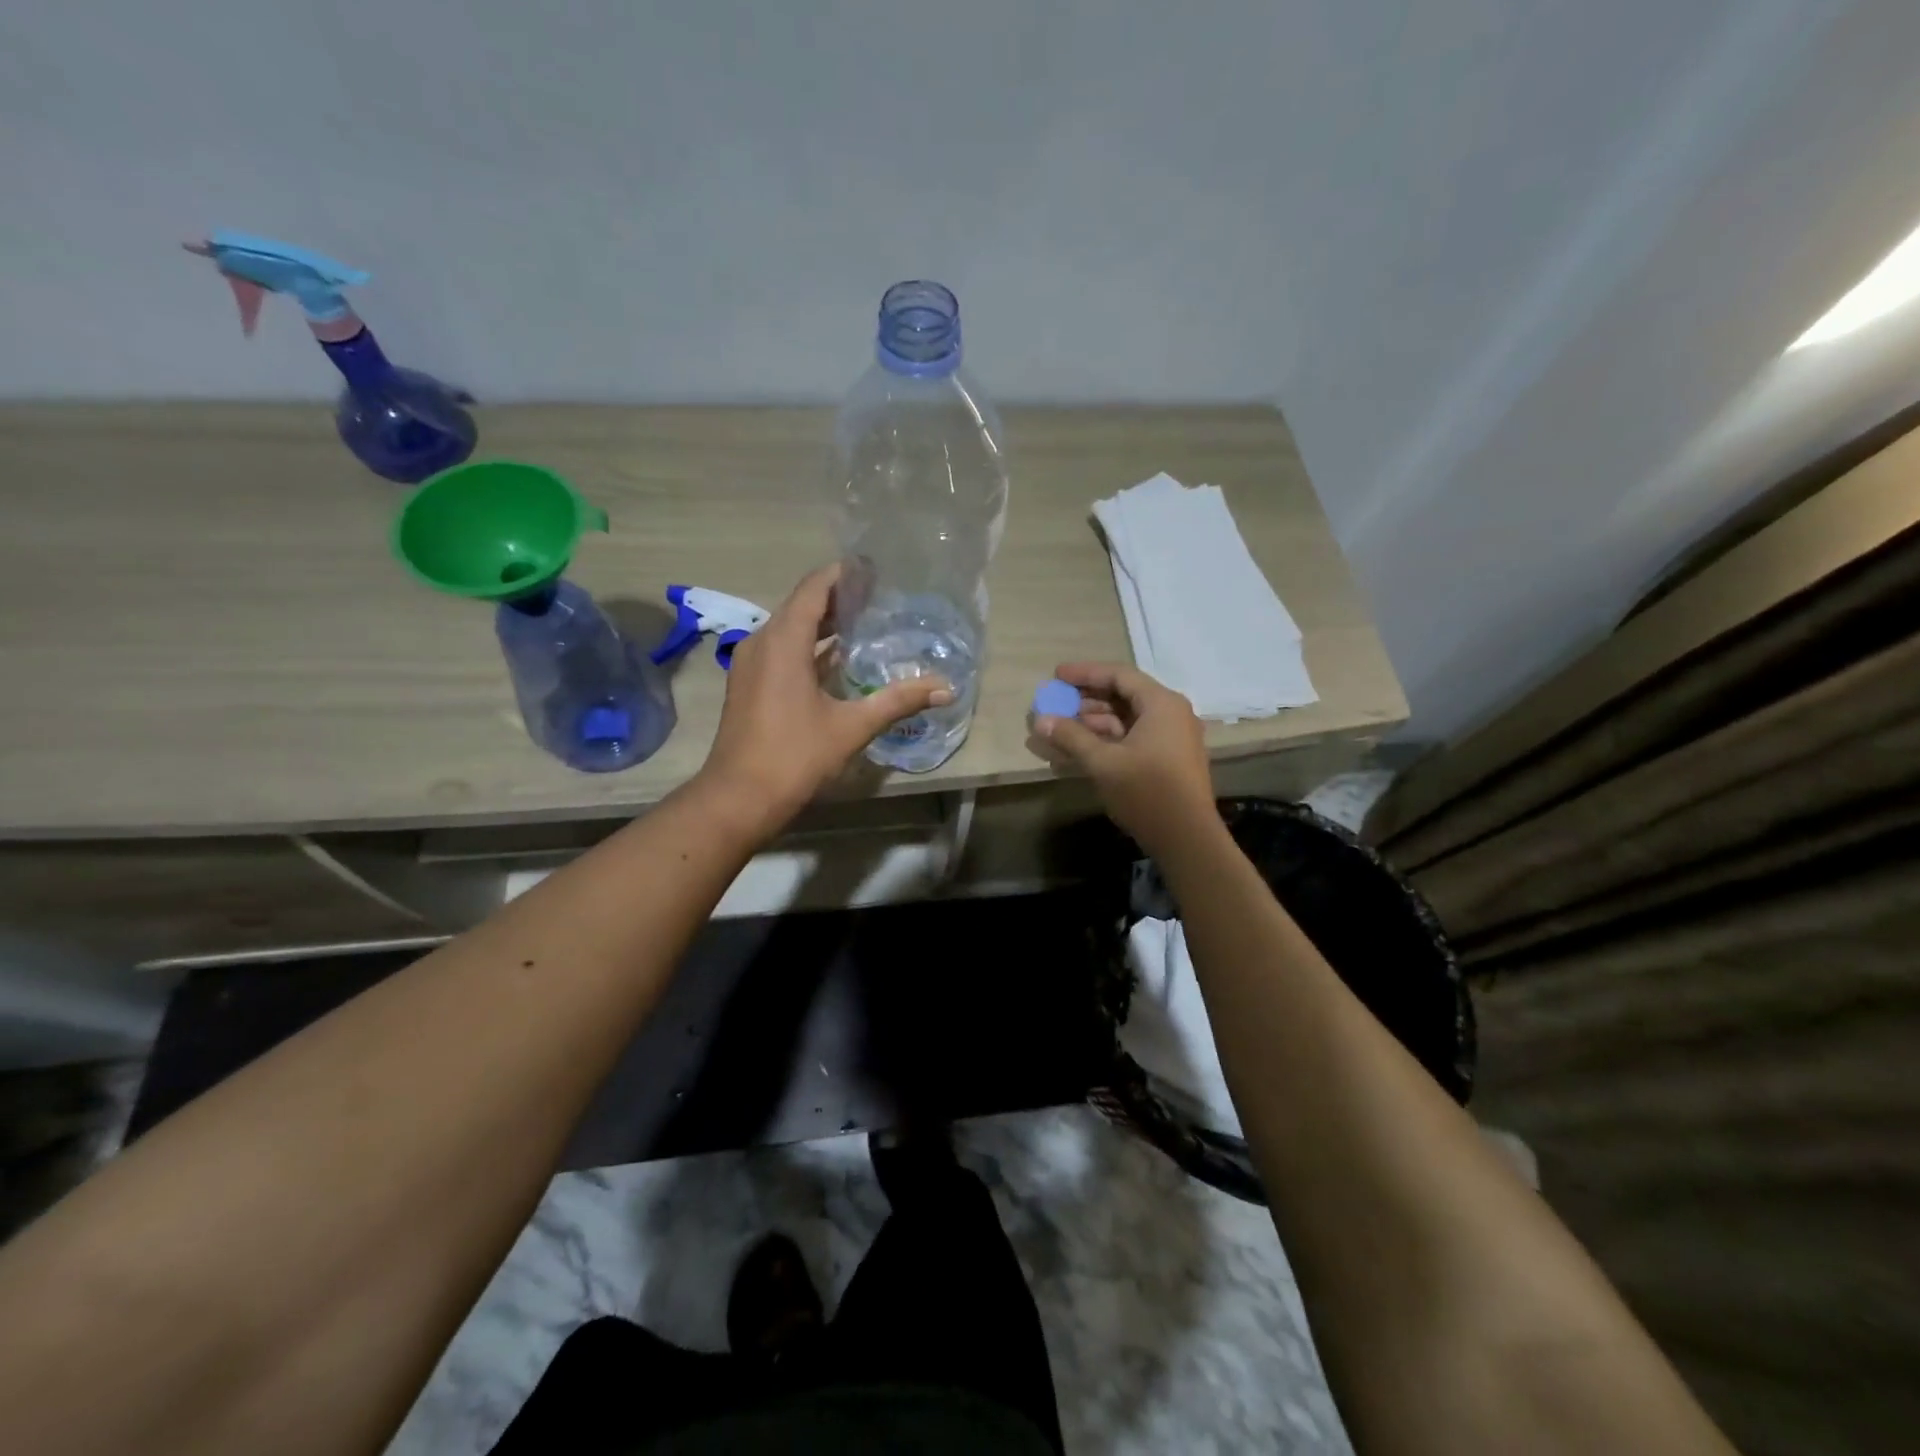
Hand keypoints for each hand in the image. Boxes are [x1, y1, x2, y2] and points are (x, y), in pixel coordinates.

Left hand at [698, 564, 950, 834]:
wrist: (738, 798)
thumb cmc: (794, 756)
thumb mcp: (852, 727)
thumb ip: (898, 701)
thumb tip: (945, 689)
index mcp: (783, 641)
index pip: (814, 588)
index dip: (843, 574)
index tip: (875, 570)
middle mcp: (762, 642)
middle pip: (802, 605)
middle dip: (839, 598)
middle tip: (880, 597)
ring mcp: (751, 664)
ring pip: (790, 629)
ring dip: (824, 624)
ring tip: (866, 623)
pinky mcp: (749, 685)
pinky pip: (782, 651)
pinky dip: (809, 647)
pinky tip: (839, 661)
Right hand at [1028, 662, 1217, 856]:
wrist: (1187, 838)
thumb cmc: (1146, 792)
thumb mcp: (1103, 762)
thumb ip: (1071, 736)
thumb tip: (1040, 719)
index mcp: (1161, 704)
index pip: (1119, 675)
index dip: (1085, 673)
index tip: (1056, 676)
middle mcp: (1171, 713)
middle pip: (1124, 695)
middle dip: (1087, 699)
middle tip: (1057, 703)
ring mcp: (1173, 737)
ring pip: (1128, 718)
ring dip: (1095, 721)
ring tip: (1063, 728)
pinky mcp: (1170, 758)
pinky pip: (1135, 736)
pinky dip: (1109, 738)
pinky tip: (1082, 749)